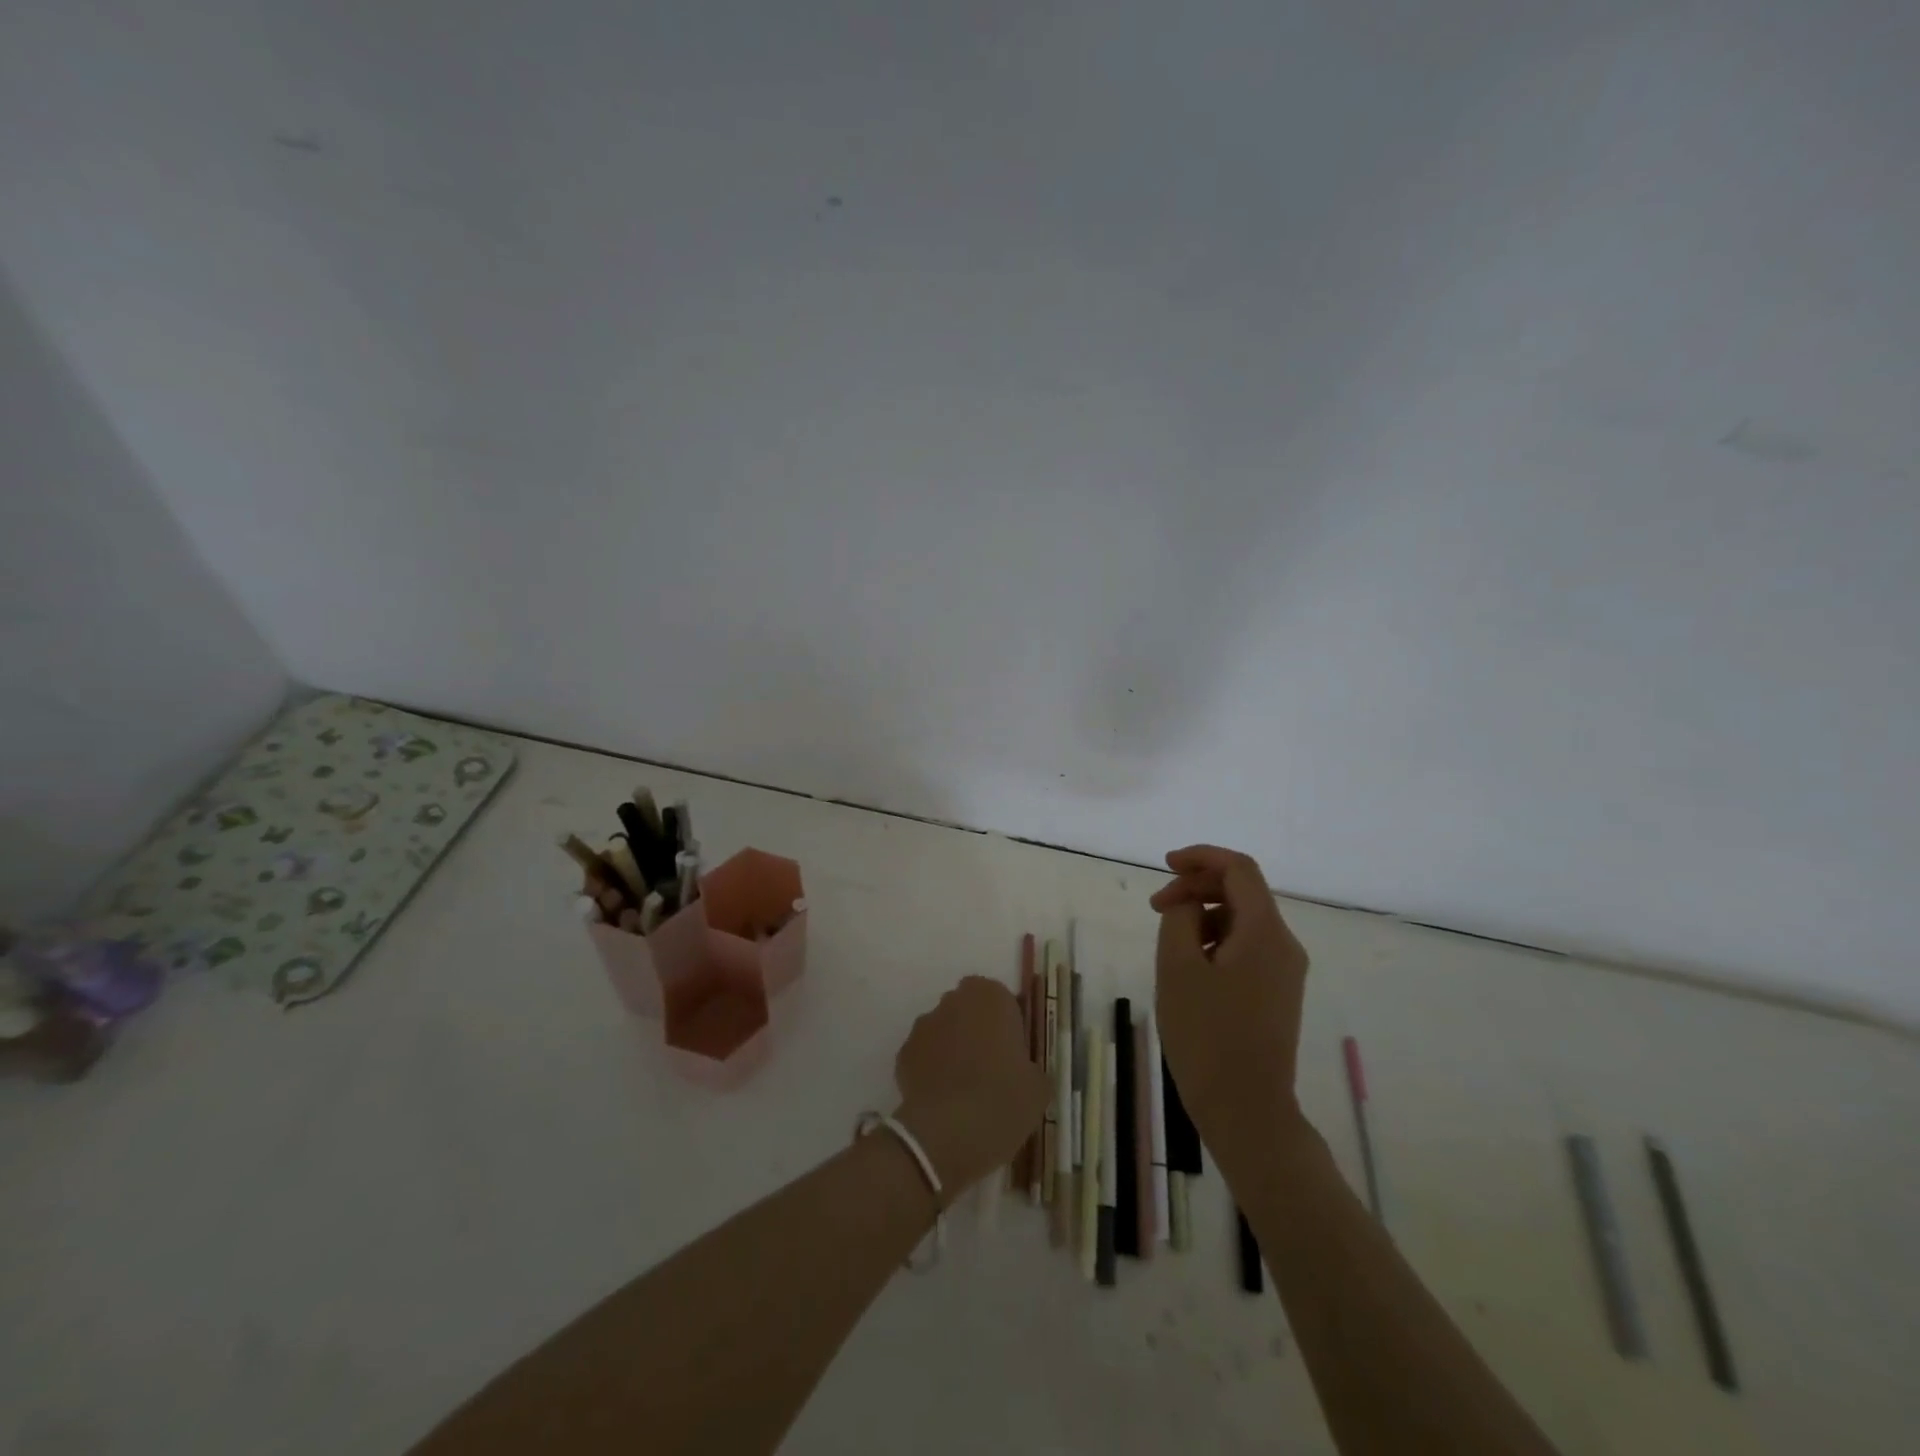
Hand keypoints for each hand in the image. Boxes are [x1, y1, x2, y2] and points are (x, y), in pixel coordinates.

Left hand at [892, 976, 1048, 1206]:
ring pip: (943, 1031)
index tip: (1013, 1052)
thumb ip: (1030, 1068)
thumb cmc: (1003, 1098)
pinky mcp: (903, 1054)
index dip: (1005, 1024)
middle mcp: (953, 1001)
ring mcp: (924, 1026)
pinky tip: (943, 1101)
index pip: (1000, 998)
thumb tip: (1024, 1073)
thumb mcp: (1038, 1087)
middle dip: (977, 1031)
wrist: (948, 1132)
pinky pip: (924, 1057)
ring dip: (952, 1049)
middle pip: (968, 1010)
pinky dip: (931, 1071)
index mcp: (990, 997)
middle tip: (991, 1069)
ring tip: (965, 1090)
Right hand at [1150, 845, 1310, 1170]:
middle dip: (1196, 888)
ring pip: (1242, 920)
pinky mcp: (1277, 992)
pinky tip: (1189, 966)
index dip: (1201, 857)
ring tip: (1168, 942)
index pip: (1239, 869)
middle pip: (1242, 892)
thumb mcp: (1177, 967)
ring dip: (1203, 915)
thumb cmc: (1206, 1035)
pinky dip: (1215, 940)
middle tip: (1156, 907)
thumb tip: (1186, 902)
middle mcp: (1284, 944)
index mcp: (1265, 932)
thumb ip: (1179, 918)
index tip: (1165, 865)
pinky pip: (1246, 947)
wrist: (1246, 1110)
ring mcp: (1285, 970)